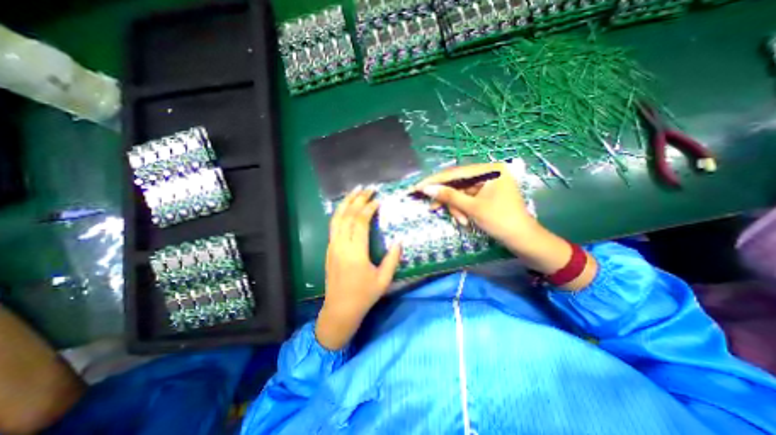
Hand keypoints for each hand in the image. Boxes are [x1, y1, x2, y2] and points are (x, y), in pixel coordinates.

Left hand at [314, 187, 402, 349]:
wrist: (339, 310)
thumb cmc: (364, 295)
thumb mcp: (384, 279)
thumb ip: (393, 258)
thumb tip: (399, 240)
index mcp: (355, 253)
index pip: (360, 222)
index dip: (368, 208)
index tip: (377, 200)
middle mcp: (341, 246)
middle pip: (347, 216)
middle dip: (357, 199)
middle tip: (367, 189)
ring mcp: (332, 246)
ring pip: (336, 218)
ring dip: (345, 203)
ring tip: (354, 191)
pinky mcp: (329, 249)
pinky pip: (333, 226)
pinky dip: (339, 213)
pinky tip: (346, 207)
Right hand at [416, 161, 595, 288]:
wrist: (523, 240)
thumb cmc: (500, 221)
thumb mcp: (472, 208)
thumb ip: (448, 196)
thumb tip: (426, 188)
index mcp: (490, 170)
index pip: (455, 173)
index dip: (434, 181)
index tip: (417, 187)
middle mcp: (489, 173)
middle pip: (457, 183)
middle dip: (447, 198)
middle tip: (432, 208)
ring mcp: (488, 184)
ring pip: (461, 193)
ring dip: (456, 207)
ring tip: (460, 221)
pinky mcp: (486, 194)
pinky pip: (468, 199)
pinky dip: (463, 209)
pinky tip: (464, 220)